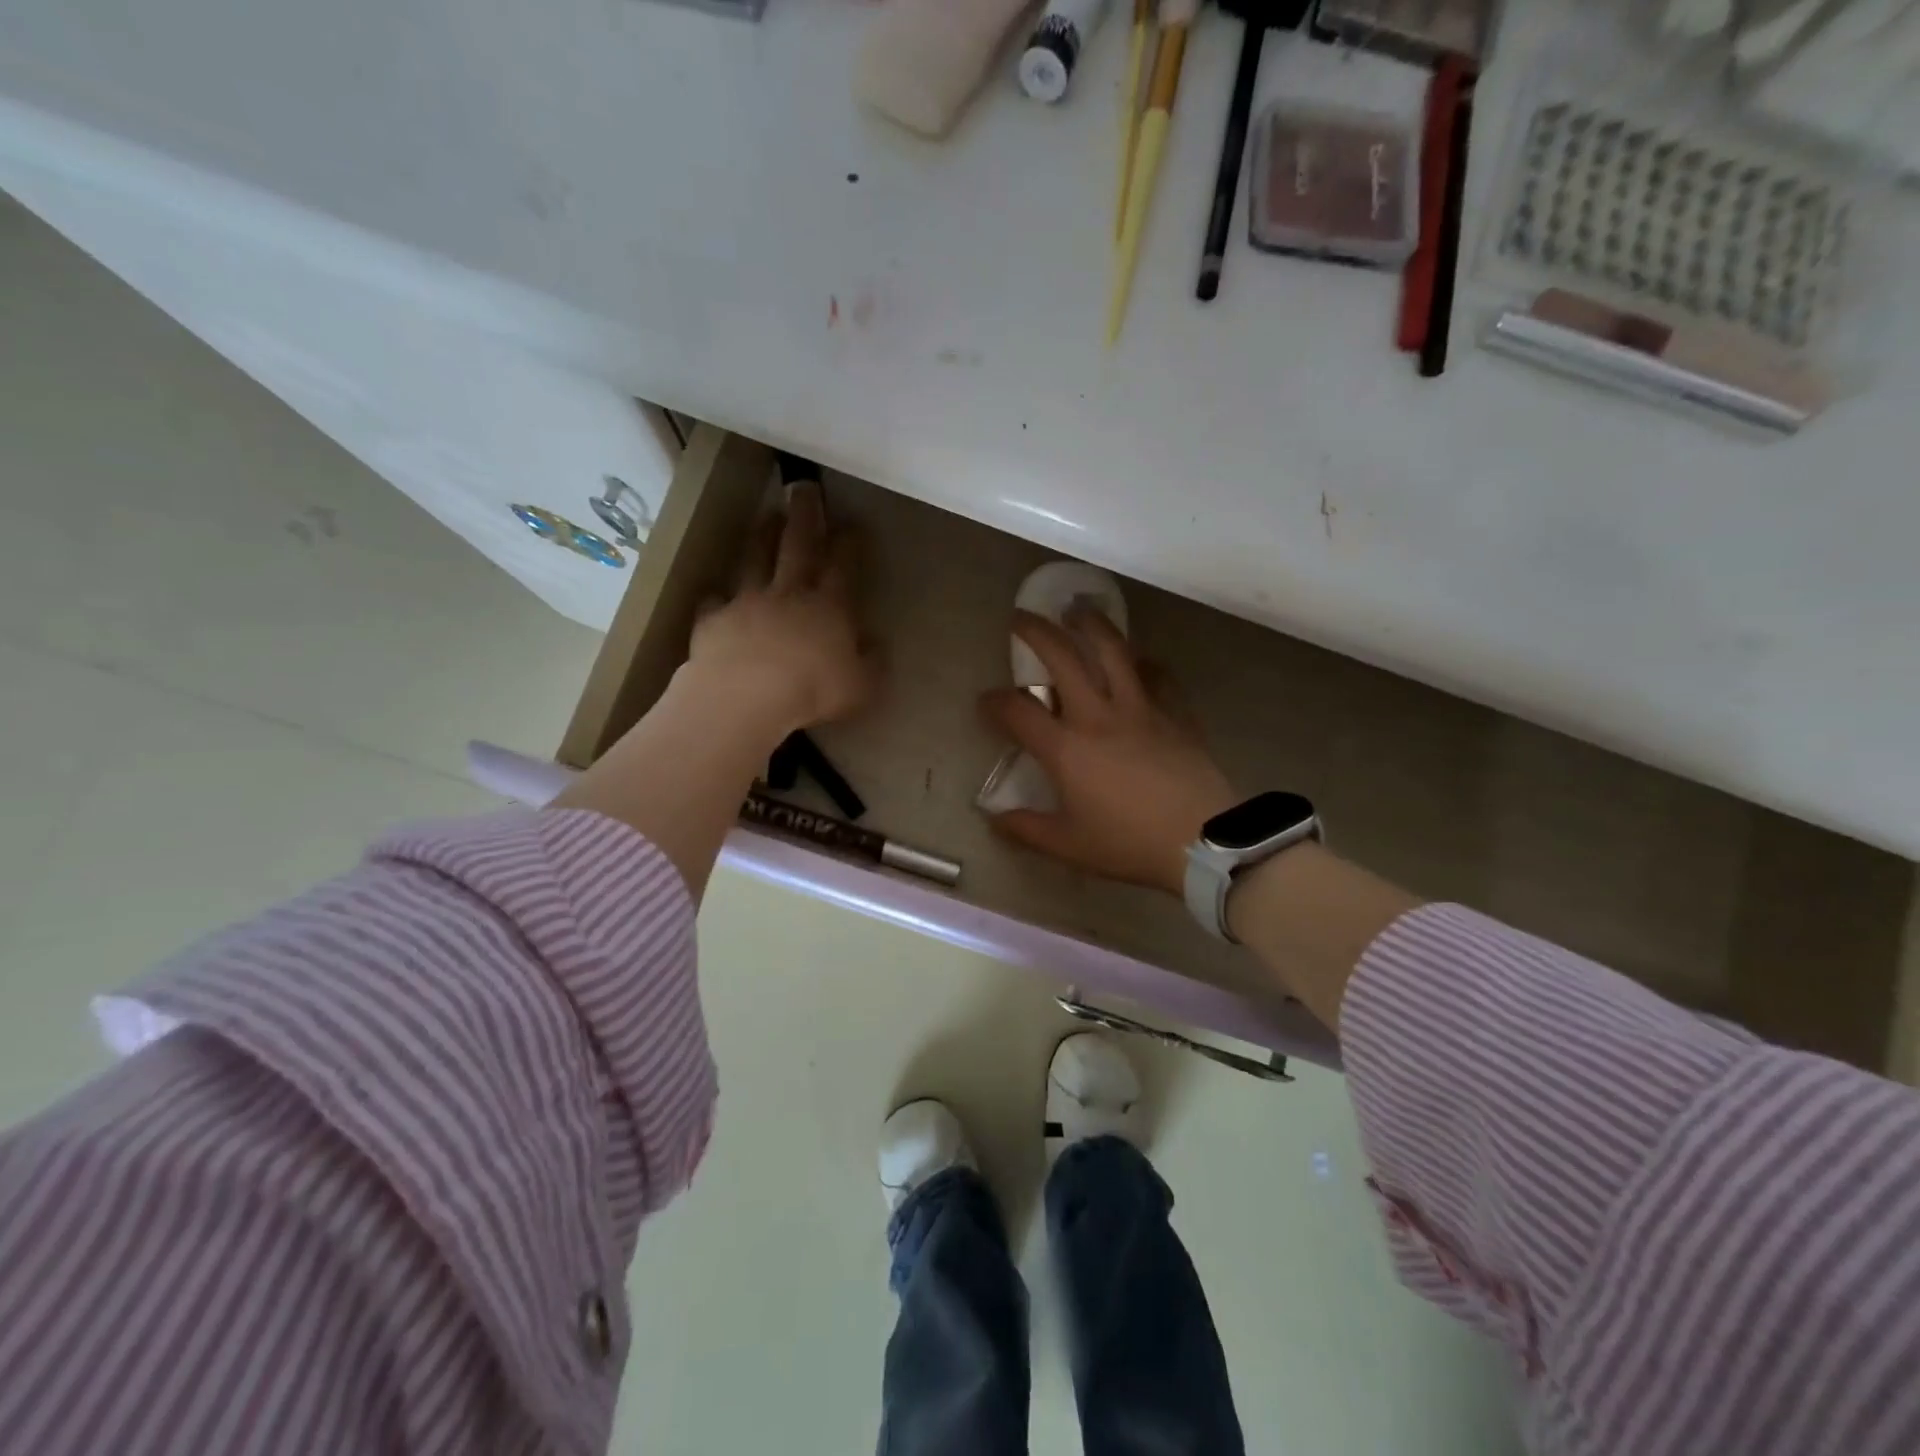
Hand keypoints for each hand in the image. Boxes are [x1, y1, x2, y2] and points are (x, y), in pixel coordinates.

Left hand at [687, 482, 879, 740]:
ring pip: (755, 560)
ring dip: (762, 537)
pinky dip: (718, 596)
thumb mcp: (862, 687)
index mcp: (830, 607)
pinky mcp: (713, 620)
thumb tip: (875, 644)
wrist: (746, 697)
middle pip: (798, 546)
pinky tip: (718, 595)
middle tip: (804, 488)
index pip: (843, 566)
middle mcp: (789, 594)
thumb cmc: (814, 691)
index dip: (848, 544)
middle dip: (804, 516)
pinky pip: (715, 602)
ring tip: (766, 517)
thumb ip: (872, 663)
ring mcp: (748, 603)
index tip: (852, 524)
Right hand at [979, 609, 1237, 896]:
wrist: (1202, 840)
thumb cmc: (1129, 843)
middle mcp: (1098, 716)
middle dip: (1035, 632)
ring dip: (1090, 624)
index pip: (1018, 712)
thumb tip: (995, 819)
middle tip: (1021, 618)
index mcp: (1066, 749)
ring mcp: (1140, 708)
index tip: (985, 701)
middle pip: (1062, 658)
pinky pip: (1156, 675)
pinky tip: (1137, 659)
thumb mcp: (1069, 846)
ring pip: (1112, 651)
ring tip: (1077, 610)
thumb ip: (1027, 829)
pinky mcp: (1173, 712)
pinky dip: (1142, 662)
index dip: (994, 702)